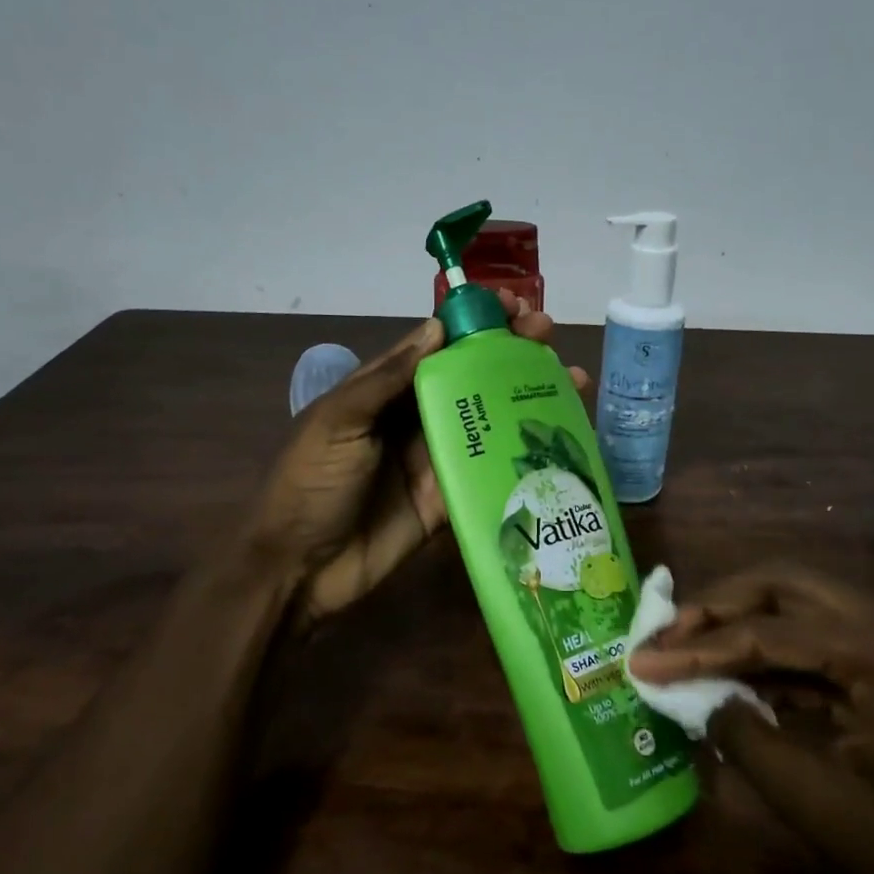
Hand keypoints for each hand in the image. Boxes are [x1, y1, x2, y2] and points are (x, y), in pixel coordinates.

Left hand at [251, 290, 586, 629]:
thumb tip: (437, 327)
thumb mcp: (339, 421)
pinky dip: (523, 456)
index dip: (474, 324)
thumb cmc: (311, 482)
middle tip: (549, 333)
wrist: (300, 568)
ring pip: (489, 421)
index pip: (437, 347)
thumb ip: (387, 379)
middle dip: (510, 353)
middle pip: (471, 379)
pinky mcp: (450, 499)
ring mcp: (436, 460)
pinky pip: (490, 472)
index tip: (513, 305)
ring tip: (572, 378)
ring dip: (527, 398)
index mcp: (385, 392)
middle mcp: (416, 419)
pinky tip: (560, 439)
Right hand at [631, 564, 873, 873]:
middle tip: (668, 635)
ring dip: (746, 620)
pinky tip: (743, 674)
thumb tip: (701, 697)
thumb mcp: (821, 807)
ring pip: (805, 602)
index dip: (696, 647)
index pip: (766, 632)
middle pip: (785, 584)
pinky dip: (777, 647)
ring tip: (692, 646)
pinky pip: (825, 635)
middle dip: (719, 606)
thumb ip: (747, 739)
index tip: (641, 660)